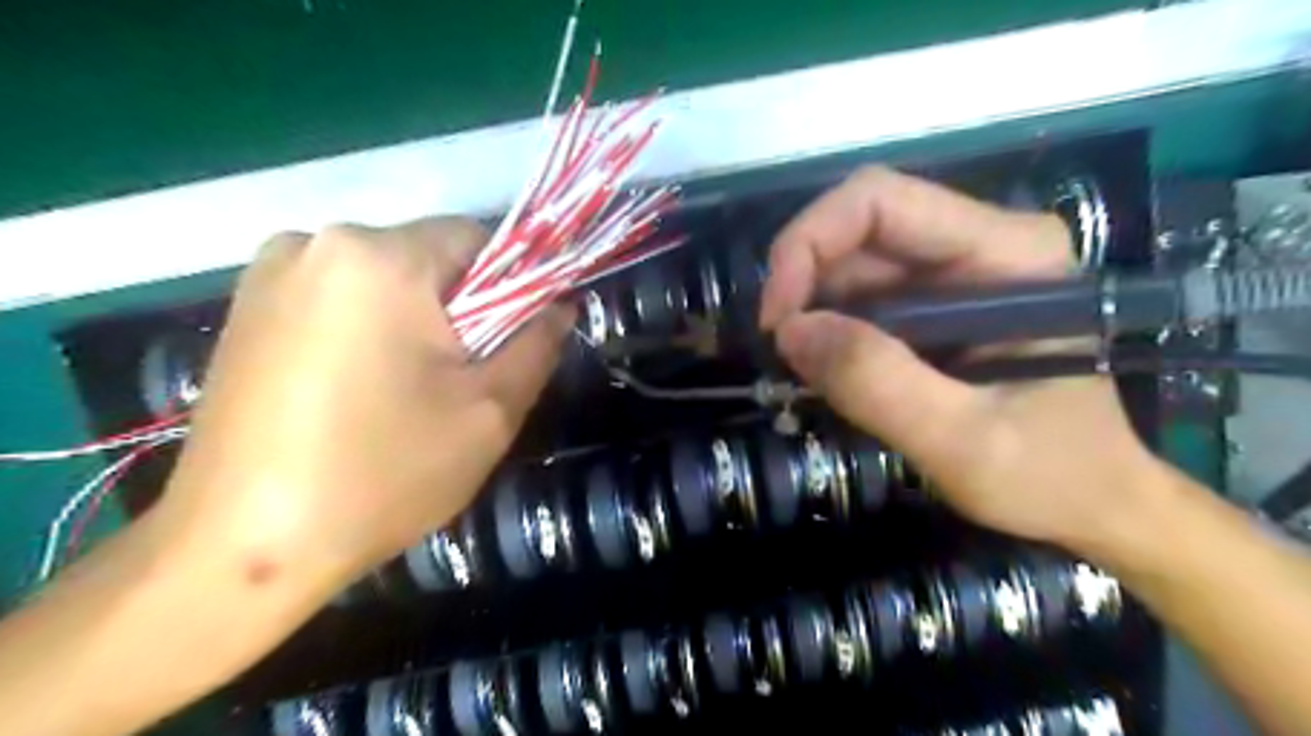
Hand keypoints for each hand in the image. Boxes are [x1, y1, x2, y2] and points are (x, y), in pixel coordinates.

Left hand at [159, 215, 568, 593]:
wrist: (243, 549)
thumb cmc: (383, 474)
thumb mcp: (490, 411)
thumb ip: (538, 344)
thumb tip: (561, 303)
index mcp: (380, 257)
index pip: (478, 238)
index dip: (512, 286)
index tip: (512, 343)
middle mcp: (316, 242)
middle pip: (428, 258)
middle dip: (460, 309)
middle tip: (462, 380)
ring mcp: (269, 273)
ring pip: (385, 280)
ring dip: (415, 321)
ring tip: (409, 391)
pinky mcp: (244, 308)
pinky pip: (339, 299)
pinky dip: (369, 330)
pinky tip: (360, 392)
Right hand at [760, 168, 1166, 550]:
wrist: (1094, 505)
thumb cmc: (1053, 476)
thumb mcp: (965, 442)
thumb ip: (880, 385)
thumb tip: (790, 332)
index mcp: (1006, 252)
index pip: (879, 202)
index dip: (809, 243)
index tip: (779, 320)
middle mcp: (977, 246)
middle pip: (858, 230)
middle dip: (803, 284)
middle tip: (782, 351)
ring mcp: (953, 277)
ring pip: (850, 267)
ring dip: (812, 313)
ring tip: (808, 373)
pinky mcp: (932, 310)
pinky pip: (859, 302)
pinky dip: (828, 333)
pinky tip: (828, 373)